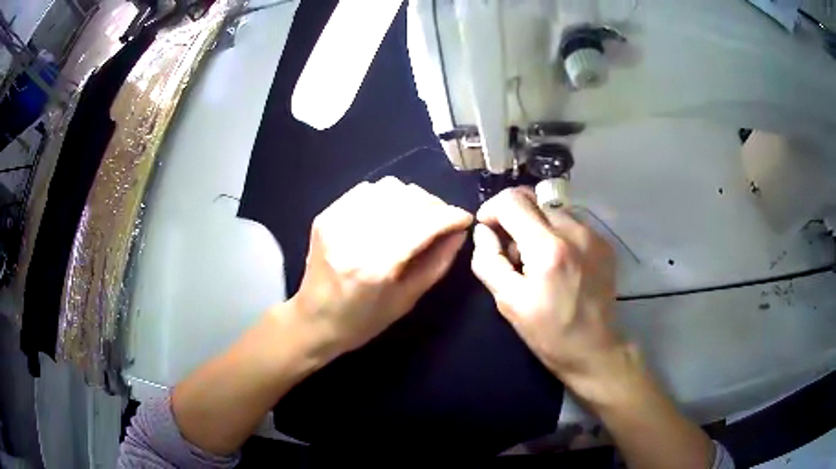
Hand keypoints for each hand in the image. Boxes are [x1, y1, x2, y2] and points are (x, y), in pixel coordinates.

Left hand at [289, 177, 472, 358]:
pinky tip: (391, 213)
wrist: (315, 319)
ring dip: (412, 198)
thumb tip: (459, 231)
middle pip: (407, 200)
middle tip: (443, 220)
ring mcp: (337, 222)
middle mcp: (355, 237)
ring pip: (388, 188)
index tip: (465, 218)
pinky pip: (366, 190)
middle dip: (435, 205)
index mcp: (376, 267)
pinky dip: (387, 196)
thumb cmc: (364, 321)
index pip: (423, 224)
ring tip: (418, 216)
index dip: (450, 216)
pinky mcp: (326, 215)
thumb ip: (437, 263)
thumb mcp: (407, 300)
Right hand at [471, 187, 629, 397]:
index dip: (492, 209)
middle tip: (511, 251)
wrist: (594, 349)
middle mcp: (574, 231)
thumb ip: (488, 261)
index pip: (512, 201)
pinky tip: (558, 262)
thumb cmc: (548, 332)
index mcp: (548, 248)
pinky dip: (556, 233)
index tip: (487, 231)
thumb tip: (483, 231)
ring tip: (536, 259)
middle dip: (513, 217)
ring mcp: (593, 234)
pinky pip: (571, 222)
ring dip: (535, 225)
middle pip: (532, 199)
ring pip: (551, 209)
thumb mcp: (508, 302)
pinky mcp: (604, 242)